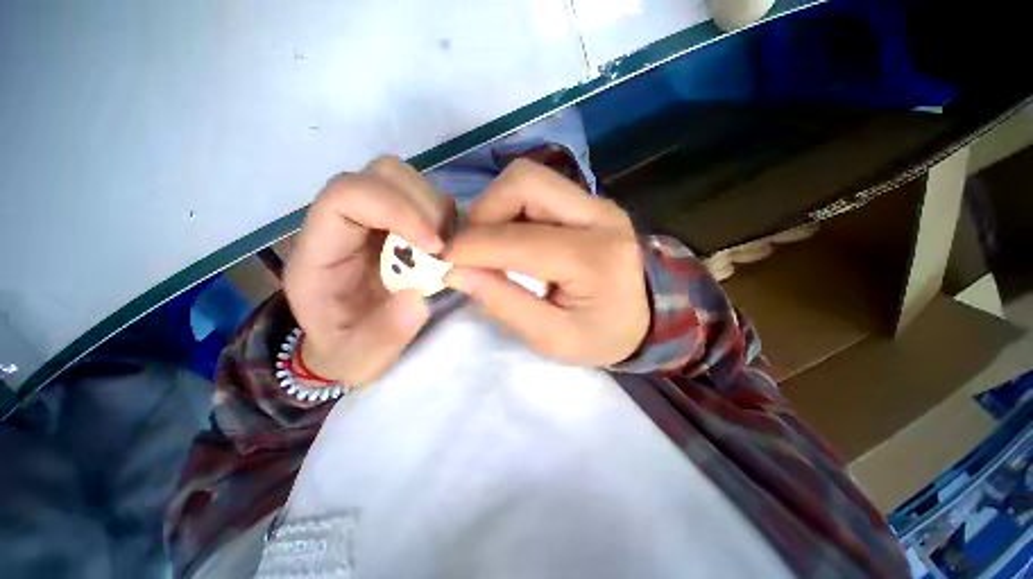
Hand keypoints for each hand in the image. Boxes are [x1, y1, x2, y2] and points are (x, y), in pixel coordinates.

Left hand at [284, 156, 449, 384]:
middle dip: (422, 206)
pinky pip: (426, 200)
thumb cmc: (347, 350)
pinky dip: (445, 216)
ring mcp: (374, 220)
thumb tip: (418, 298)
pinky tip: (448, 247)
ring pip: (406, 181)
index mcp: (320, 251)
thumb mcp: (358, 357)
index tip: (435, 246)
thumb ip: (383, 334)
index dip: (396, 209)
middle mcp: (345, 223)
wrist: (350, 344)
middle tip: (444, 248)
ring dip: (436, 210)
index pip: (347, 195)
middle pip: (381, 174)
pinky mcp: (399, 226)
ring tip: (447, 250)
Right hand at [444, 160, 648, 366]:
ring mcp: (596, 203)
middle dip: (484, 212)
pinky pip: (538, 189)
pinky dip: (511, 208)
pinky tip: (511, 237)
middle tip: (473, 249)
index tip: (442, 261)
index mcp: (594, 260)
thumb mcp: (552, 338)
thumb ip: (504, 304)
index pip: (521, 240)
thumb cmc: (602, 335)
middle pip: (524, 182)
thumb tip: (457, 272)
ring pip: (528, 179)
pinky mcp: (589, 202)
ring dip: (496, 208)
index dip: (473, 246)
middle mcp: (599, 217)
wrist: (647, 315)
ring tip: (492, 244)